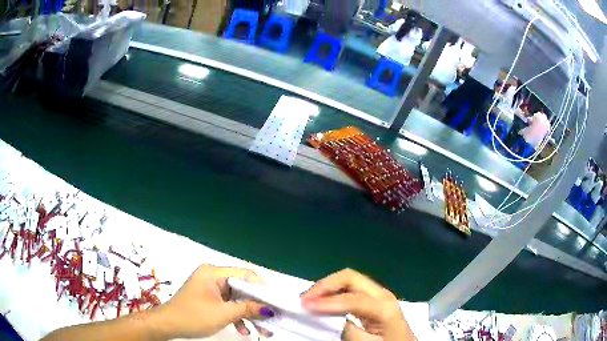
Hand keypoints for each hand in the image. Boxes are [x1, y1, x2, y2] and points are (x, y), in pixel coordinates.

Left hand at [154, 264, 272, 338]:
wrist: (168, 325)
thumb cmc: (193, 316)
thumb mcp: (223, 314)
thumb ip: (247, 309)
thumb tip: (269, 309)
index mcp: (214, 273)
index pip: (245, 274)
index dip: (262, 288)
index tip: (275, 302)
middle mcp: (212, 276)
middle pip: (242, 288)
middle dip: (256, 305)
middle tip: (271, 318)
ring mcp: (210, 287)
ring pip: (236, 298)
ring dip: (248, 313)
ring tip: (262, 329)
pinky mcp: (208, 298)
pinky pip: (227, 304)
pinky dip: (236, 315)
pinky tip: (243, 330)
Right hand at [301, 269, 414, 340]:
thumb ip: (349, 331)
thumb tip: (331, 318)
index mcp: (384, 307)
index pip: (351, 299)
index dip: (326, 302)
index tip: (304, 306)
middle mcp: (382, 294)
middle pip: (350, 277)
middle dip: (325, 285)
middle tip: (304, 298)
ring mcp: (378, 293)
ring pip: (349, 279)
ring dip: (327, 286)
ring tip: (309, 298)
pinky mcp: (374, 298)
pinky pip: (351, 287)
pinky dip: (334, 290)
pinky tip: (323, 299)